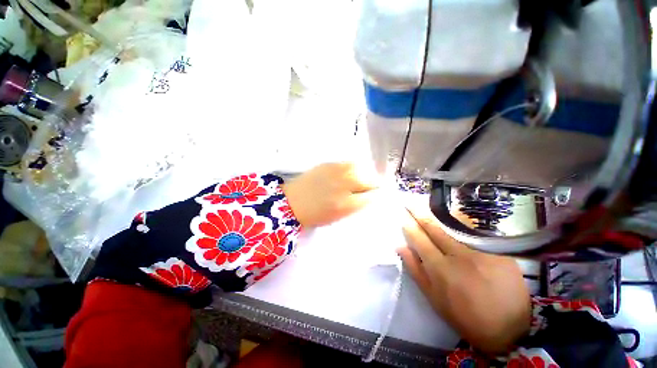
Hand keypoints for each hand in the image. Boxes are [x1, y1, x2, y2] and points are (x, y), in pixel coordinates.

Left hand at [282, 162, 378, 227]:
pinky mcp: (329, 164)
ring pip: (361, 168)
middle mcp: (343, 185)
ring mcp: (336, 172)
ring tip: (360, 180)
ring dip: (364, 174)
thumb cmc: (316, 214)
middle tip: (368, 188)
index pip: (371, 196)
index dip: (375, 196)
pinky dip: (354, 168)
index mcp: (346, 204)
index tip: (374, 195)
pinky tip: (349, 173)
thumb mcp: (339, 216)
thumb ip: (356, 205)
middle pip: (369, 180)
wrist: (293, 202)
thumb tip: (369, 196)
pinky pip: (349, 163)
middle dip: (372, 184)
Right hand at [398, 208, 530, 354]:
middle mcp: (459, 256)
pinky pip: (475, 231)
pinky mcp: (499, 251)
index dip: (409, 224)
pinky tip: (454, 217)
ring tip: (428, 205)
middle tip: (410, 202)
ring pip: (455, 225)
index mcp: (441, 269)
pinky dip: (460, 222)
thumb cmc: (465, 316)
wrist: (511, 329)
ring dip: (438, 214)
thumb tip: (401, 247)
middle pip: (435, 227)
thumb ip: (415, 270)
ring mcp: (481, 251)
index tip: (402, 213)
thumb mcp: (434, 298)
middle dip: (420, 212)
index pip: (419, 239)